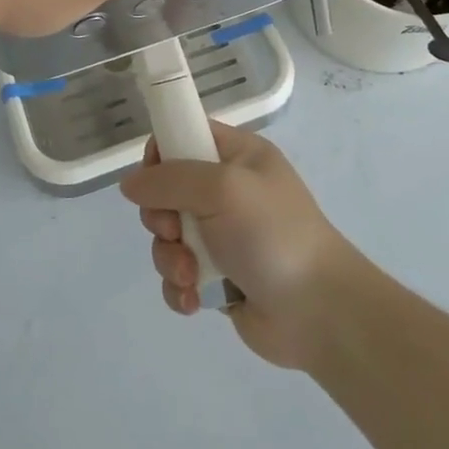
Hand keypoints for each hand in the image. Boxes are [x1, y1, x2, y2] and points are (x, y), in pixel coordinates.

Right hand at [120, 121, 357, 369]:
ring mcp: (222, 236)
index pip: (185, 135)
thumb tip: (130, 184)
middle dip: (161, 217)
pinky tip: (194, 301)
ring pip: (167, 237)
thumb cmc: (273, 235)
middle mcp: (228, 192)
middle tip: (175, 231)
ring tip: (191, 275)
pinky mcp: (217, 277)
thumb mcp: (222, 189)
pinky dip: (180, 288)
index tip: (153, 179)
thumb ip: (170, 179)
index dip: (161, 154)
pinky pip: (178, 274)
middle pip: (166, 190)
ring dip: (170, 258)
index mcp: (238, 156)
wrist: (319, 312)